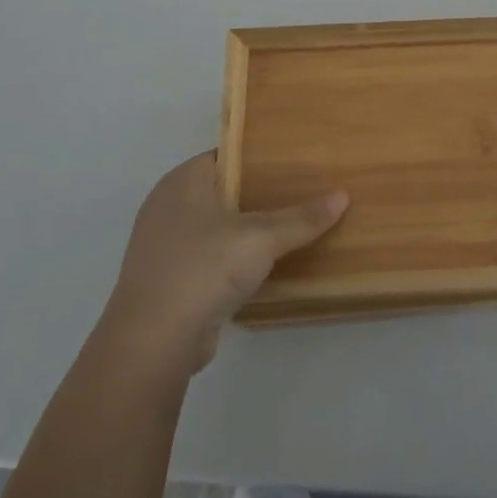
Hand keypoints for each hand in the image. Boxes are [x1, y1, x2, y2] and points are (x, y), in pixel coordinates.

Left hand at [100, 153, 347, 377]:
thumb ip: (302, 217)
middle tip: (305, 191)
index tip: (298, 161)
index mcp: (182, 181)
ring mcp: (166, 246)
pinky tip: (267, 264)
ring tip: (294, 225)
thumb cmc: (203, 269)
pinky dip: (235, 259)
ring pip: (218, 227)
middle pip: (224, 190)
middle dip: (261, 194)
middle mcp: (169, 206)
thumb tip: (343, 195)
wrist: (153, 342)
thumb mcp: (261, 238)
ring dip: (249, 230)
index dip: (262, 156)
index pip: (228, 155)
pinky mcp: (171, 280)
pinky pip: (211, 258)